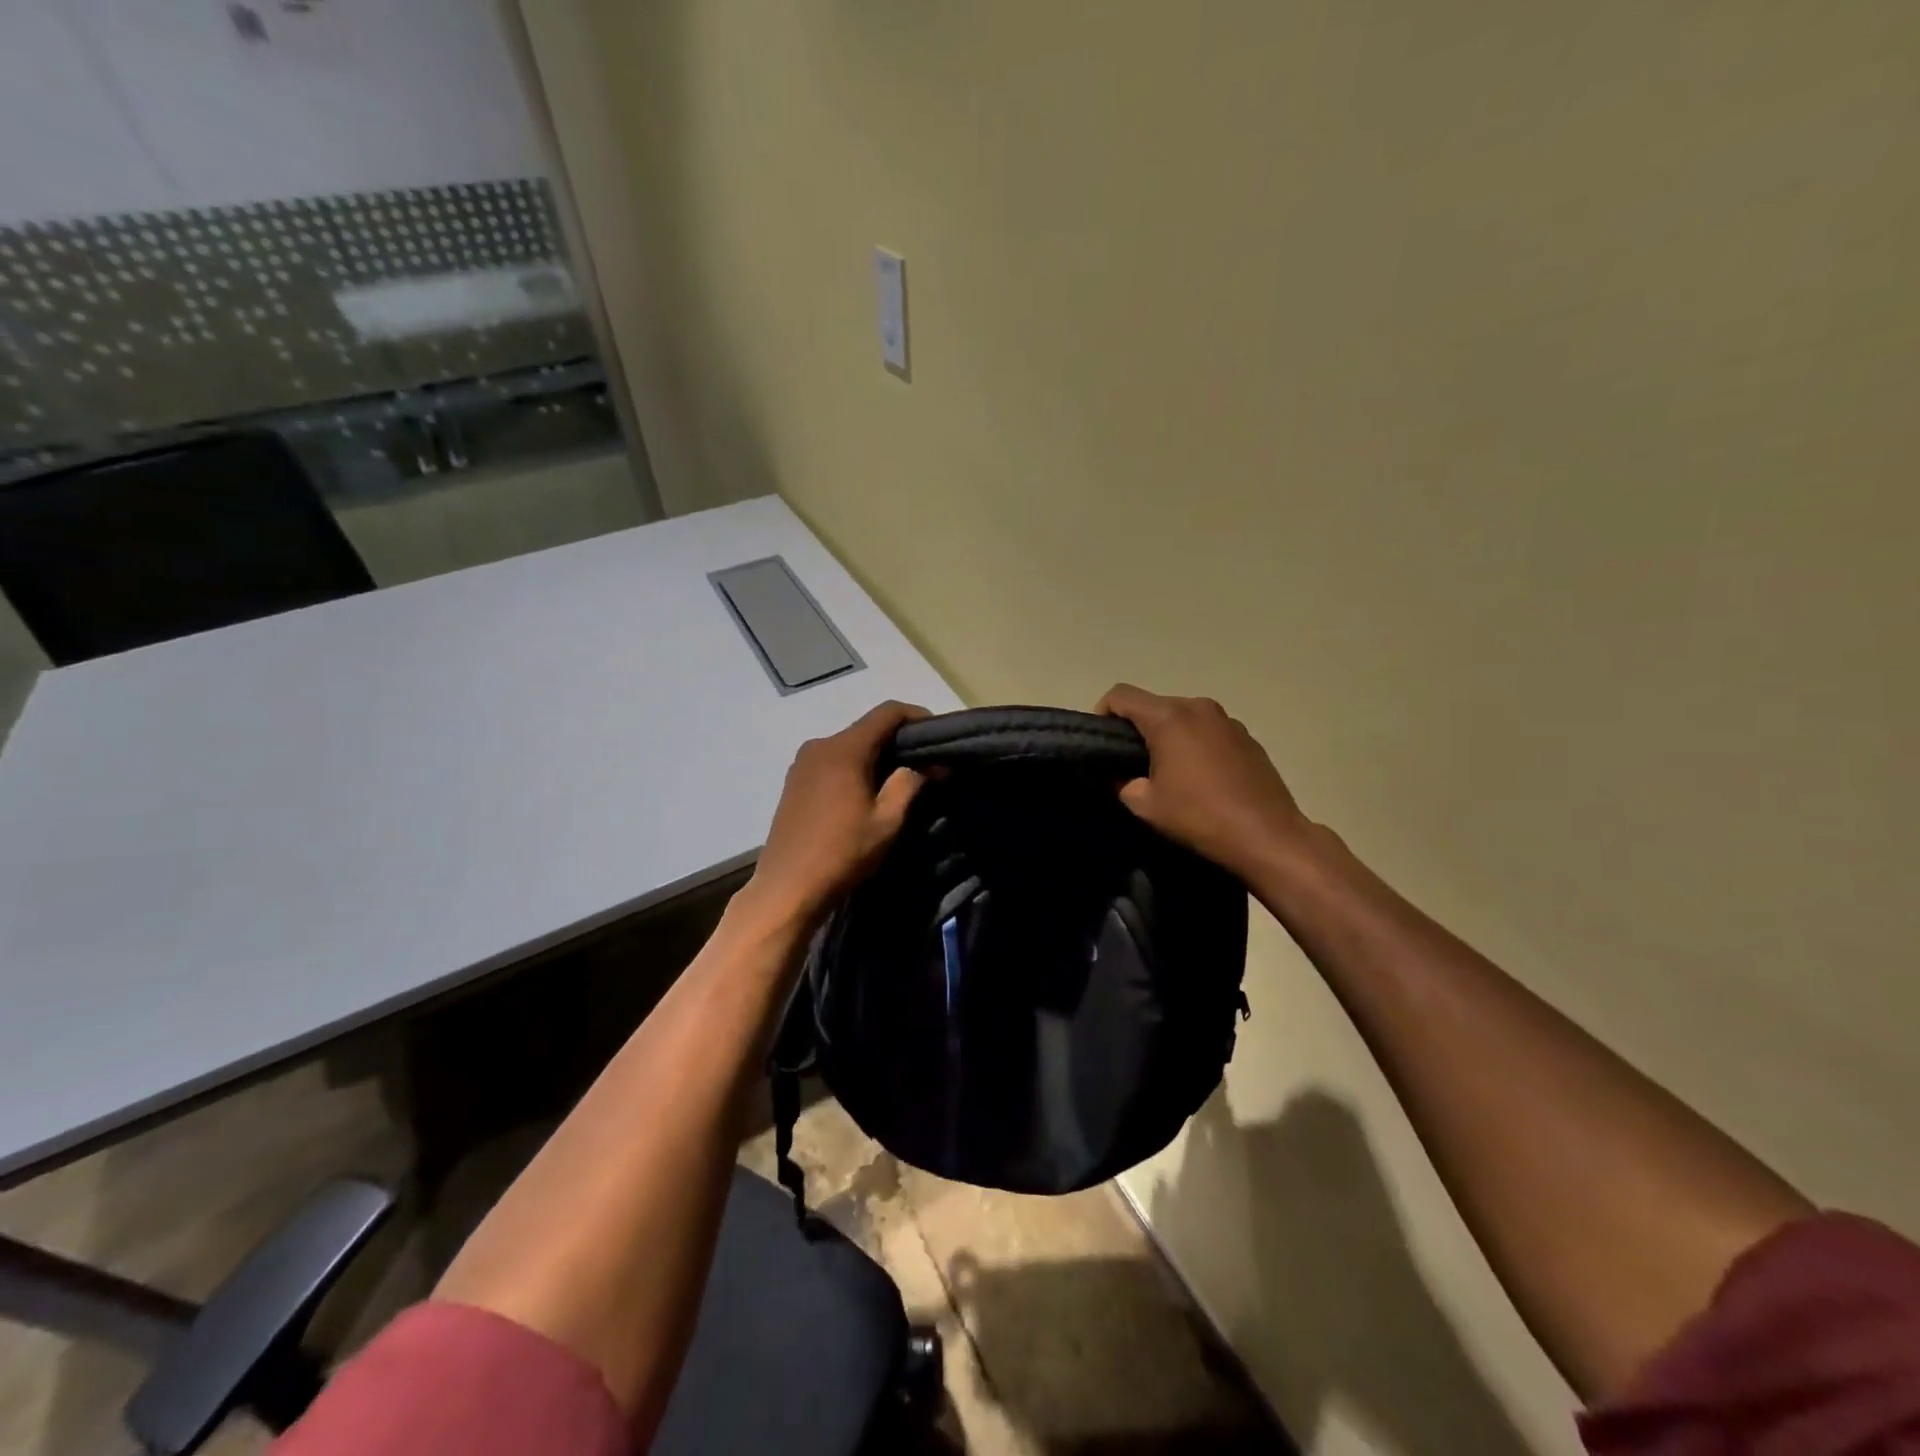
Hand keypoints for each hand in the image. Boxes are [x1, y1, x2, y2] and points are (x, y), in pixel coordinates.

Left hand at [741, 701, 928, 930]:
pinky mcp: (794, 782)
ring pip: (849, 746)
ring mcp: (802, 763)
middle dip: (898, 741)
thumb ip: (910, 783)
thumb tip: (931, 763)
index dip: (917, 716)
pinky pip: (832, 762)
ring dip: (876, 756)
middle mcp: (819, 746)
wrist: (787, 888)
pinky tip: (866, 793)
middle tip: (926, 764)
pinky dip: (855, 768)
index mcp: (843, 749)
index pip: (887, 712)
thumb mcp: (887, 821)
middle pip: (867, 728)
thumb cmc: (842, 853)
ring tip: (899, 781)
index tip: (939, 735)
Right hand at [1097, 684, 1309, 879]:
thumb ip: (1118, 782)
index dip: (1103, 713)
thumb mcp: (1145, 805)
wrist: (1268, 836)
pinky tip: (1201, 778)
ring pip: (1183, 717)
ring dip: (1169, 736)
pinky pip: (1208, 730)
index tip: (1102, 743)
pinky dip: (1195, 744)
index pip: (1121, 695)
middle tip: (1132, 764)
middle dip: (1137, 728)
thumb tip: (1110, 774)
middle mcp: (1198, 707)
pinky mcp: (1247, 736)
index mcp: (1169, 717)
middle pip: (1154, 704)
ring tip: (1169, 772)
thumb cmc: (1200, 817)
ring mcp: (1227, 720)